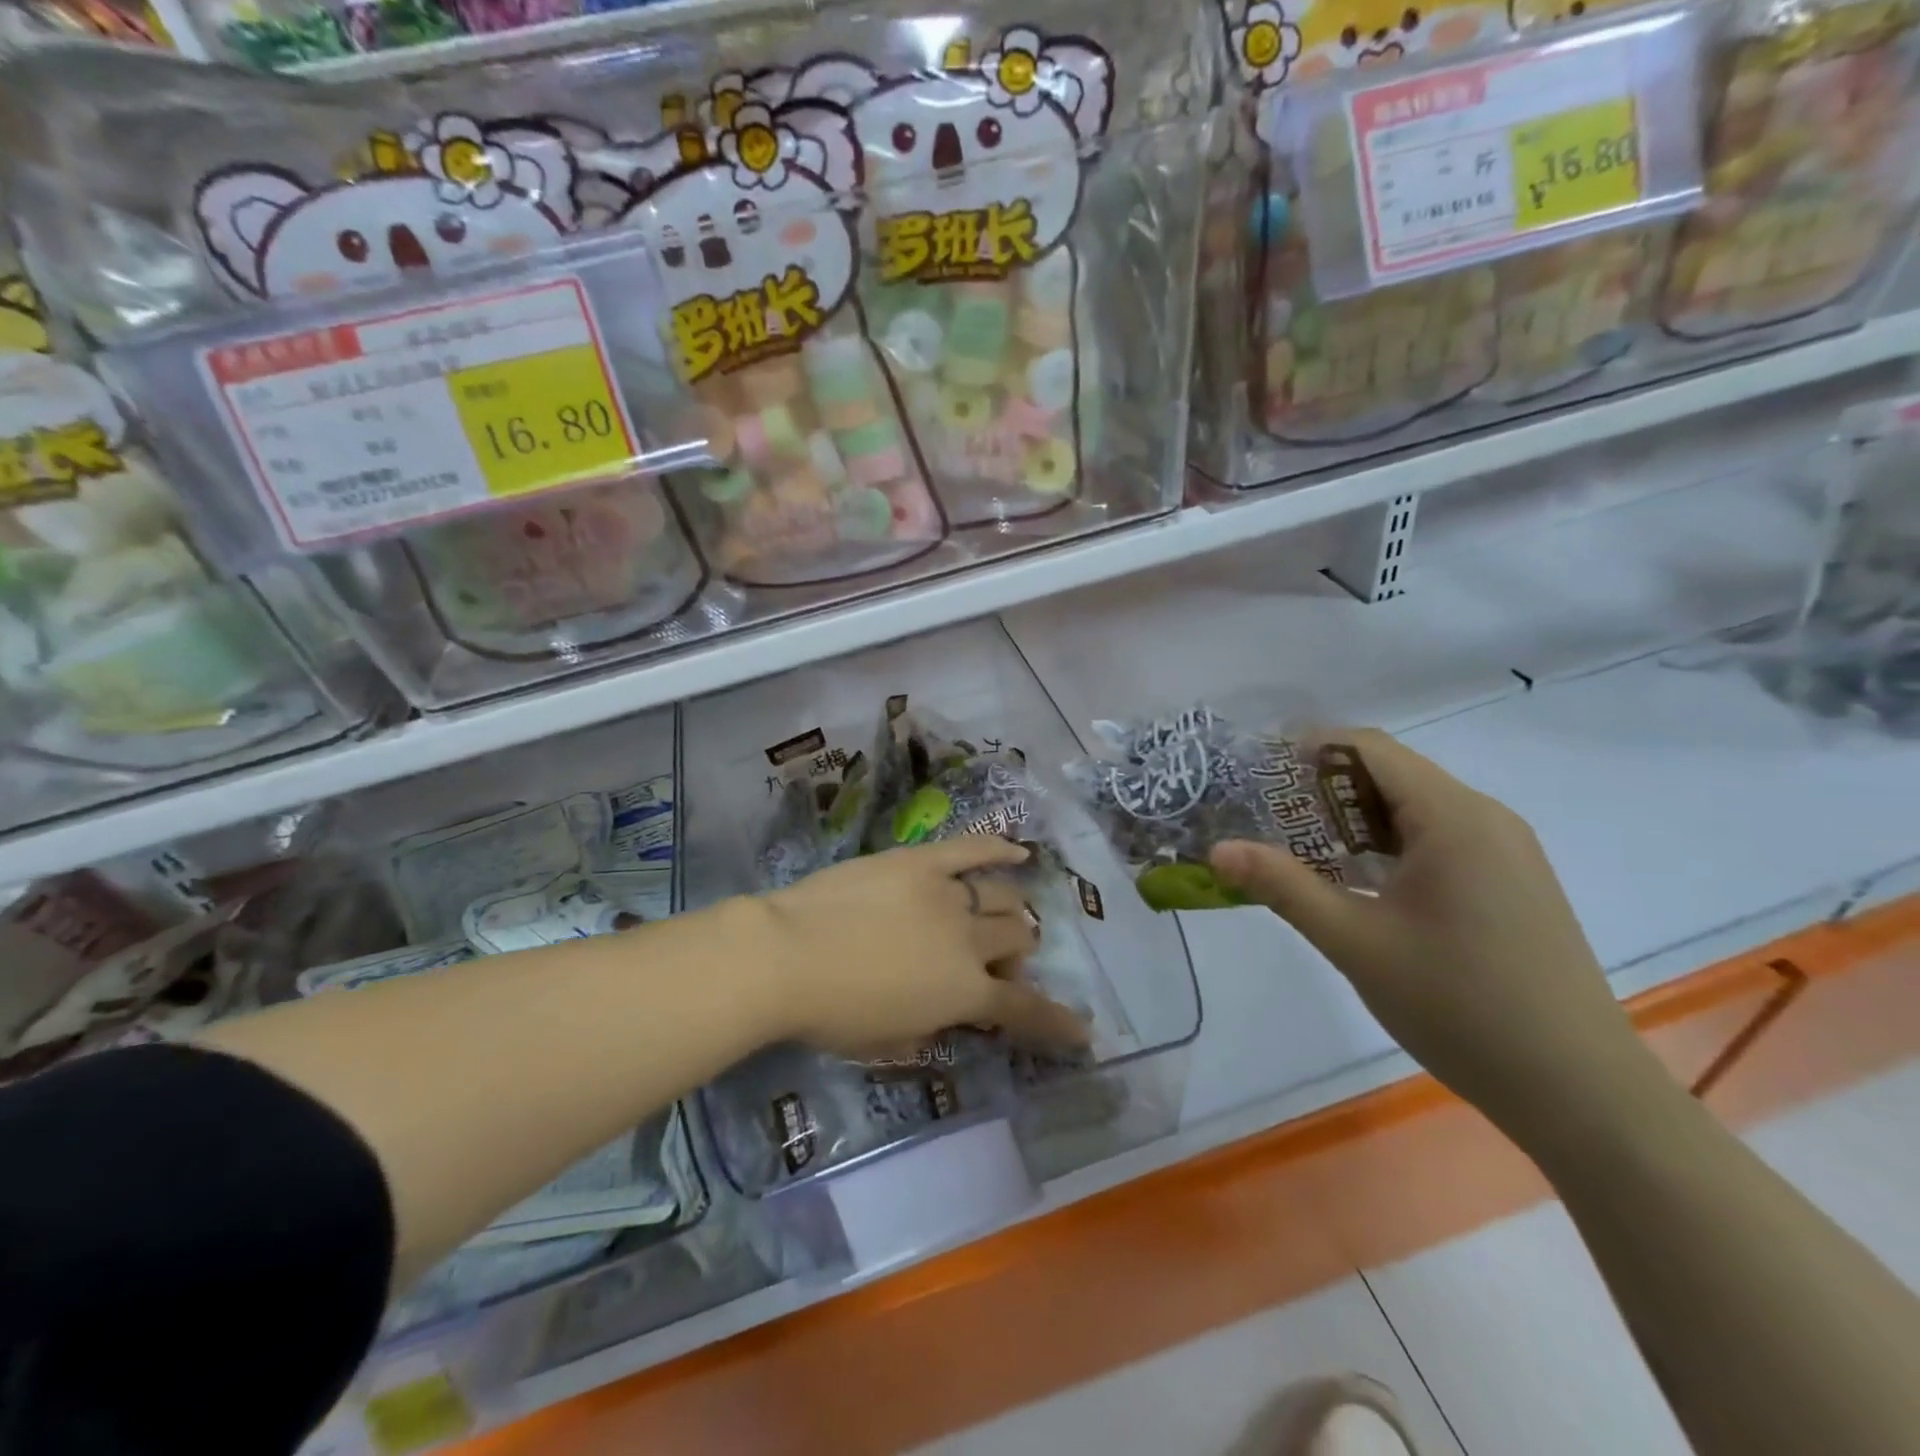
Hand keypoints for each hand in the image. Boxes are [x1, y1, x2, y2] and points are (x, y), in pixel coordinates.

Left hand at [743, 837, 1090, 1059]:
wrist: (787, 955)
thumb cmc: (832, 1013)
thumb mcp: (889, 1040)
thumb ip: (931, 1026)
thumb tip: (949, 1014)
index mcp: (963, 992)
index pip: (1024, 1010)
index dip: (1056, 1023)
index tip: (1081, 1032)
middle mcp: (969, 941)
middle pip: (1015, 939)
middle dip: (1016, 955)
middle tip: (996, 963)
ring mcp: (948, 894)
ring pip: (1001, 897)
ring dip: (1009, 911)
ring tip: (1000, 915)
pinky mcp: (922, 862)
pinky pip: (970, 849)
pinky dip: (998, 849)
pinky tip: (1017, 851)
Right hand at [1209, 729, 1656, 1139]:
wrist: (1580, 1092)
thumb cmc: (1460, 1005)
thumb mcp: (1355, 942)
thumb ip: (1283, 887)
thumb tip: (1217, 850)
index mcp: (1453, 816)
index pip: (1368, 748)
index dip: (1305, 748)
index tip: (1254, 772)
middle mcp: (1485, 818)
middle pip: (1390, 775)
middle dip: (1322, 788)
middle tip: (1264, 816)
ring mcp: (1505, 851)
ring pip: (1413, 809)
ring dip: (1352, 819)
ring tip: (1298, 849)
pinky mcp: (1511, 883)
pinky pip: (1437, 840)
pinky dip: (1387, 845)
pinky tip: (1357, 882)